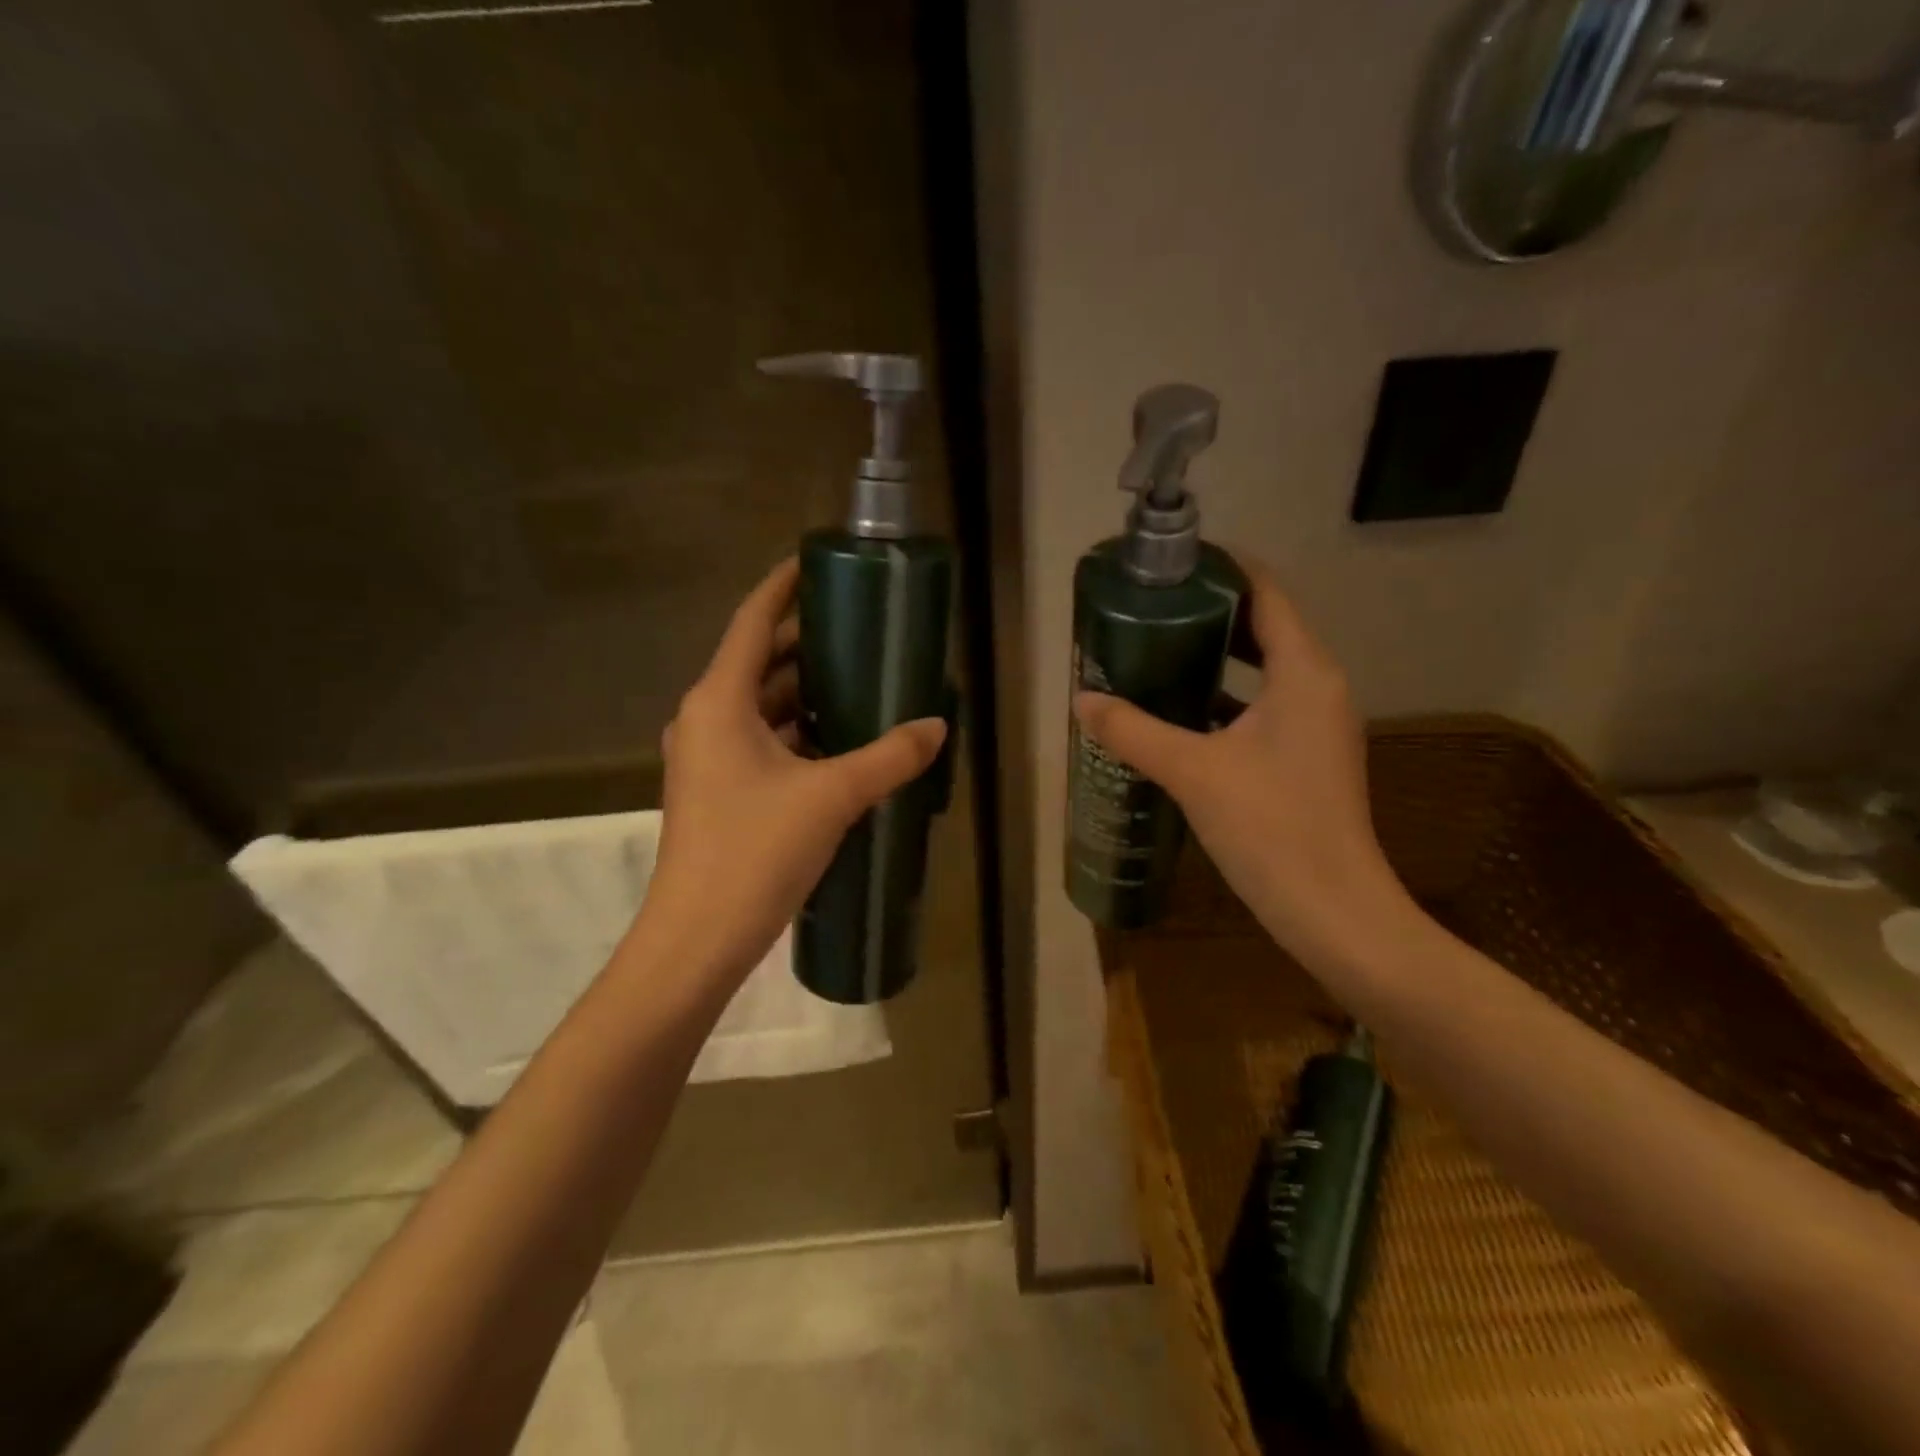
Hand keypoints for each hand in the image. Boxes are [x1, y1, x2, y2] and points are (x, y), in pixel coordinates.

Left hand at [636, 557, 946, 981]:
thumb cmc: (755, 852)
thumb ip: (888, 757)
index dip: (783, 586)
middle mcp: (706, 718)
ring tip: (862, 683)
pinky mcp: (719, 791)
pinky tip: (842, 744)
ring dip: (807, 694)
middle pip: (761, 662)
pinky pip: (763, 743)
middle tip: (862, 630)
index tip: (816, 562)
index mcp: (720, 701)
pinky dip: (799, 734)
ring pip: (763, 706)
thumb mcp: (832, 797)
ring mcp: (708, 758)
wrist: (698, 938)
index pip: (753, 621)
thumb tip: (937, 727)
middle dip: (808, 644)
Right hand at [1073, 560, 1414, 973]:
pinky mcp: (1307, 758)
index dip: (1224, 570)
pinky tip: (1179, 716)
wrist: (1333, 911)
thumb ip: (1133, 731)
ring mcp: (1317, 725)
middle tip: (1151, 609)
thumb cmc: (1270, 827)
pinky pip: (1263, 709)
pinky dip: (1224, 701)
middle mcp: (1318, 688)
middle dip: (1210, 614)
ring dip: (1215, 659)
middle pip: (1264, 628)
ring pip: (1263, 672)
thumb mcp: (1192, 772)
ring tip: (1156, 652)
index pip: (1267, 593)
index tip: (1173, 564)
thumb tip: (1082, 701)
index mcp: (1303, 673)